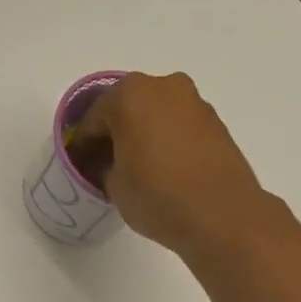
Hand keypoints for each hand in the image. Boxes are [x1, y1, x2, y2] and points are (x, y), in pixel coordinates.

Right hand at [68, 71, 266, 253]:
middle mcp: (163, 86)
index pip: (92, 119)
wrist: (222, 215)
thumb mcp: (114, 186)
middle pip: (126, 108)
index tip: (79, 166)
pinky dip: (166, 141)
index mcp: (129, 95)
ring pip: (155, 115)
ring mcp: (193, 102)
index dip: (82, 145)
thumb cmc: (157, 196)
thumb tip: (110, 162)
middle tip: (105, 165)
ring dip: (142, 135)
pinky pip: (178, 126)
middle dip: (113, 134)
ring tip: (136, 169)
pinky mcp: (215, 122)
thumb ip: (104, 166)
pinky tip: (163, 169)